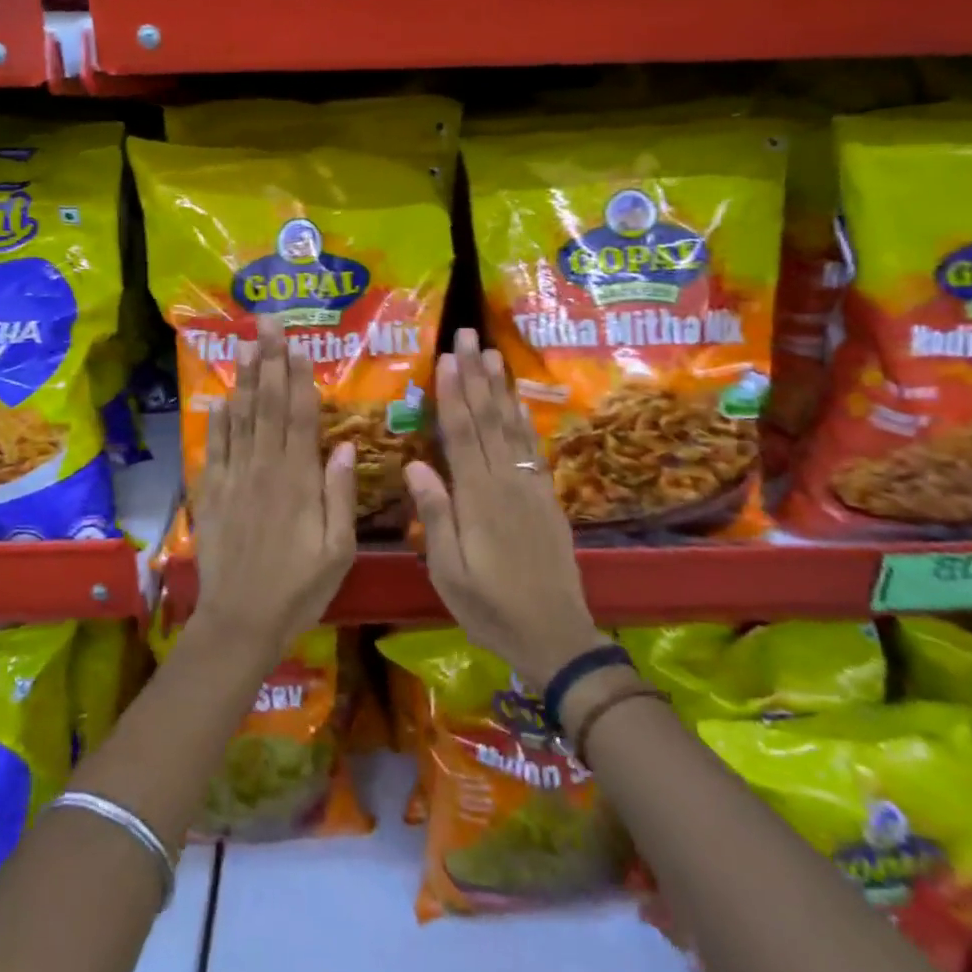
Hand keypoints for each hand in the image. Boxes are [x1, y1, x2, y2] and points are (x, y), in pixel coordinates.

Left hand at [189, 316, 357, 669]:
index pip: (298, 416)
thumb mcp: (337, 549)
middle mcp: (263, 469)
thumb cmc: (298, 588)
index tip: (298, 344)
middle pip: (266, 405)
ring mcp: (233, 479)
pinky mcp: (211, 494)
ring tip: (244, 345)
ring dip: (242, 379)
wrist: (240, 622)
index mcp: (297, 480)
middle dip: (269, 361)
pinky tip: (220, 397)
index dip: (298, 377)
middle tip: (268, 325)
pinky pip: (214, 448)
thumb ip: (340, 494)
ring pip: (239, 419)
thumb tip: (346, 445)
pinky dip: (217, 420)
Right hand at [404, 329, 606, 686]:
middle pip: (487, 419)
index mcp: (478, 498)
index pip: (461, 434)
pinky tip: (518, 402)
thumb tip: (416, 464)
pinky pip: (533, 448)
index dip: (452, 394)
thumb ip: (436, 516)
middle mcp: (506, 482)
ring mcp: (530, 487)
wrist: (555, 635)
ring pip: (512, 427)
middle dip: (475, 375)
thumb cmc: (490, 608)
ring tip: (493, 353)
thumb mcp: (449, 573)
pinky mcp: (546, 497)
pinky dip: (524, 420)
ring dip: (500, 387)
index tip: (445, 358)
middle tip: (468, 335)